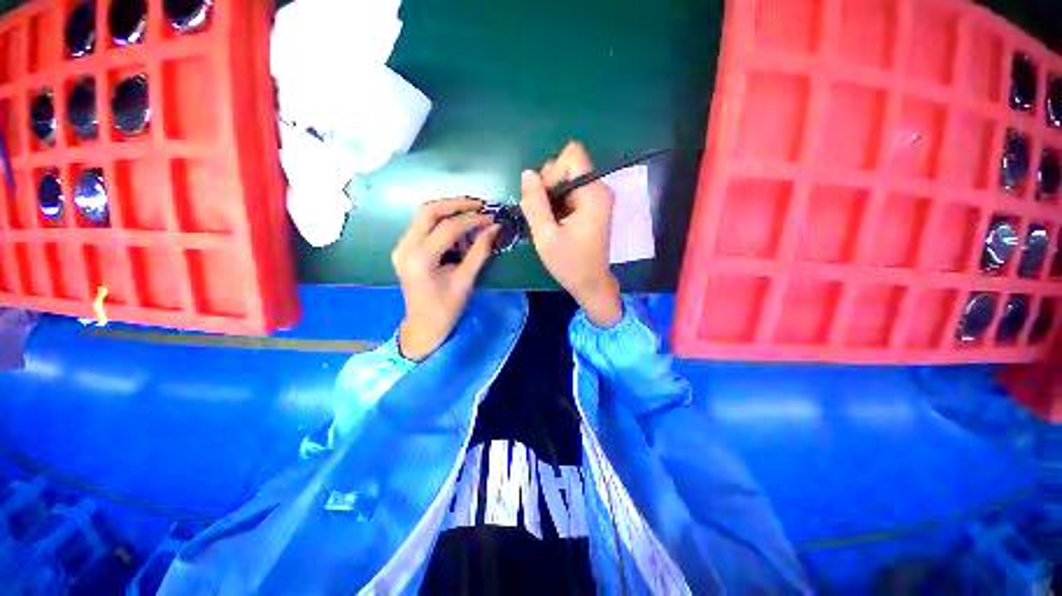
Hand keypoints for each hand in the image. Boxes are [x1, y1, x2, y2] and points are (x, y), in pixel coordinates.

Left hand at [392, 199, 498, 360]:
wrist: (424, 325)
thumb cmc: (446, 308)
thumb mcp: (466, 281)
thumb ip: (480, 252)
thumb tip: (495, 228)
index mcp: (420, 260)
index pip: (447, 228)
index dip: (472, 220)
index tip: (492, 217)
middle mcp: (405, 248)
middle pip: (429, 211)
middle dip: (456, 204)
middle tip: (480, 205)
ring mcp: (402, 247)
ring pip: (424, 215)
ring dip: (449, 211)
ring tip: (473, 216)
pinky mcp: (405, 248)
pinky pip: (424, 225)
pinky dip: (442, 222)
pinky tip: (459, 230)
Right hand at [521, 142, 622, 326]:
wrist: (590, 284)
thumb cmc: (569, 264)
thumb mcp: (545, 235)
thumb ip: (535, 203)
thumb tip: (527, 173)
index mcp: (593, 193)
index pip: (571, 156)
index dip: (551, 173)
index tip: (544, 201)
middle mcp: (600, 190)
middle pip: (568, 166)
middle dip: (549, 186)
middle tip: (544, 215)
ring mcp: (598, 199)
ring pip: (567, 180)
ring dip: (551, 198)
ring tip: (548, 222)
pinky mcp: (593, 207)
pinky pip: (570, 193)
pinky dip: (558, 205)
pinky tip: (555, 224)